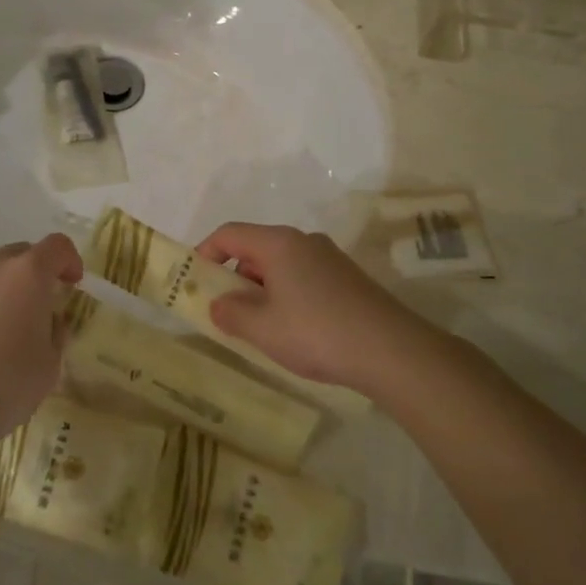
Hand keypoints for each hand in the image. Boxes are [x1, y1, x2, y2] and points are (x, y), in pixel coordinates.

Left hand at [0, 235, 83, 437]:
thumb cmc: (5, 383)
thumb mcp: (50, 364)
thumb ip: (56, 332)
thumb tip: (49, 321)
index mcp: (29, 273)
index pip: (58, 246)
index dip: (71, 261)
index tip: (73, 285)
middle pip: (24, 253)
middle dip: (38, 273)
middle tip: (43, 307)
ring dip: (8, 287)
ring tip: (9, 325)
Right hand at [196, 223, 423, 395]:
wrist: (392, 351)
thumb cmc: (317, 332)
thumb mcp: (262, 328)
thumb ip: (231, 312)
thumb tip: (218, 303)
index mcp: (279, 243)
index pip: (230, 233)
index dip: (205, 252)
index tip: (193, 281)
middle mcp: (304, 241)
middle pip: (255, 248)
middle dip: (233, 276)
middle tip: (224, 311)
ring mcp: (329, 258)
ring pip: (280, 265)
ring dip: (260, 289)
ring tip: (259, 327)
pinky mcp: (347, 279)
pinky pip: (302, 277)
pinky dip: (285, 295)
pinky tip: (293, 330)